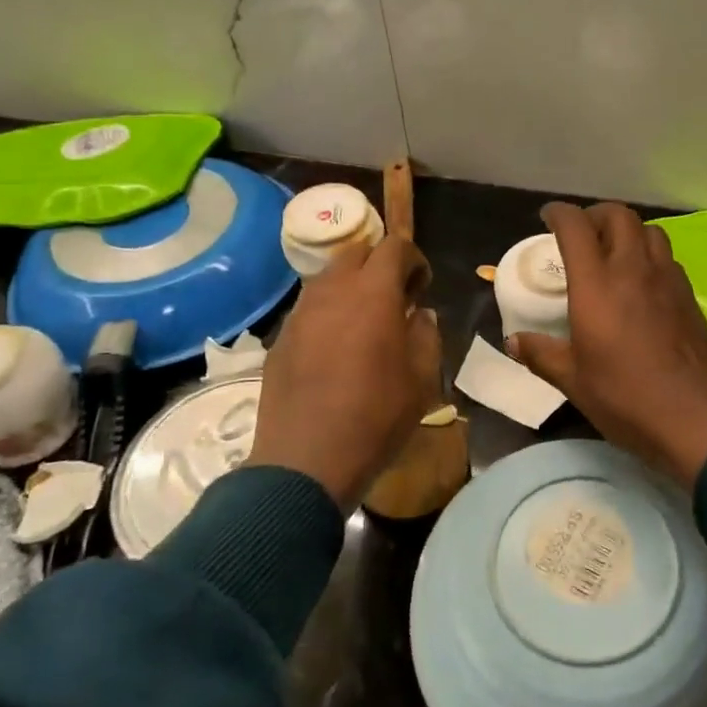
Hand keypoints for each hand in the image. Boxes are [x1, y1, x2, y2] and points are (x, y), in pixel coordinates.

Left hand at [248, 236, 441, 511]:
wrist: (307, 459)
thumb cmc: (376, 416)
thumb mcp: (422, 378)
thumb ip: (427, 335)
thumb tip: (420, 315)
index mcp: (373, 293)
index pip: (394, 247)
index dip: (414, 259)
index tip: (422, 287)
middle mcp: (332, 291)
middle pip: (355, 253)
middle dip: (379, 265)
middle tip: (395, 299)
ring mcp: (300, 313)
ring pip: (327, 279)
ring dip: (351, 288)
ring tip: (365, 324)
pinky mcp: (280, 338)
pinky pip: (309, 309)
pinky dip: (328, 314)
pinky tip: (336, 350)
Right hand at [507, 202, 706, 490]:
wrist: (694, 418)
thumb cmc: (625, 397)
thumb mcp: (573, 381)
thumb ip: (542, 354)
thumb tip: (514, 342)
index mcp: (597, 284)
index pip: (576, 227)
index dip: (559, 214)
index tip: (548, 218)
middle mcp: (633, 270)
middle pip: (618, 216)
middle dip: (596, 215)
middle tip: (582, 234)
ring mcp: (667, 279)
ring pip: (649, 231)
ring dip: (627, 231)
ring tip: (614, 253)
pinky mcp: (689, 296)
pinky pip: (667, 258)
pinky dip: (649, 255)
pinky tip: (642, 282)